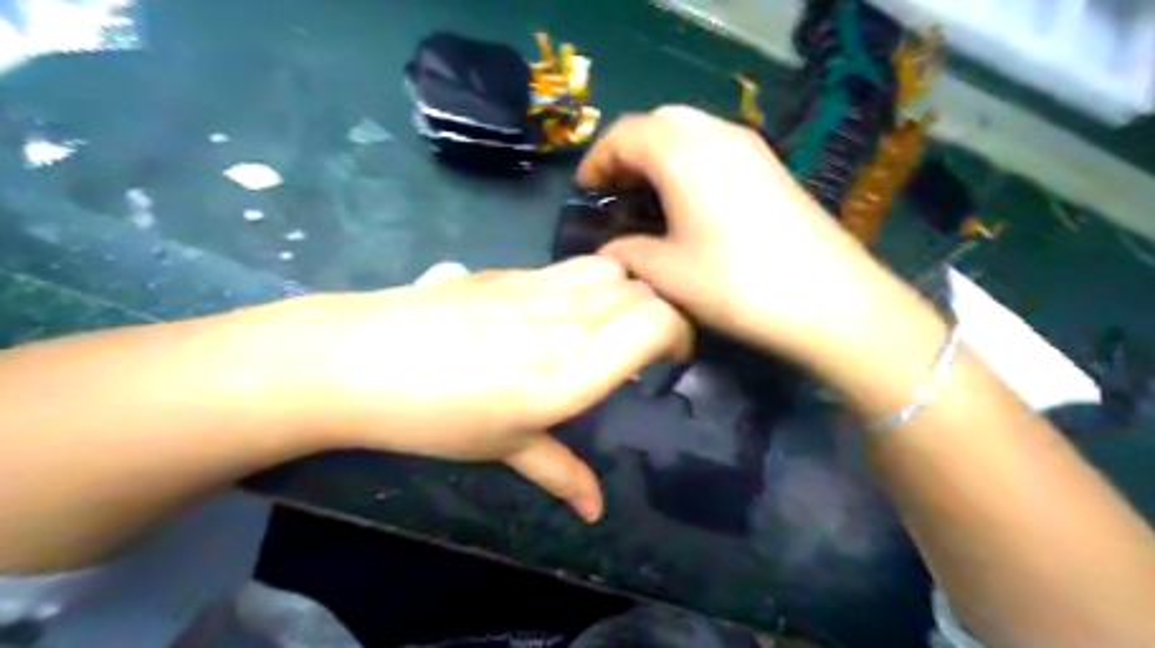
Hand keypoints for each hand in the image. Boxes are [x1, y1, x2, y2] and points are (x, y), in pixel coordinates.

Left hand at [284, 254, 689, 523]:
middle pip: (644, 291)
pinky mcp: (511, 270)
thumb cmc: (434, 417)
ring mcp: (537, 286)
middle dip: (660, 316)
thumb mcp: (504, 449)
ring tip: (609, 323)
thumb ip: (561, 473)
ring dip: (627, 293)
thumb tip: (596, 510)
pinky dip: (590, 283)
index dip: (679, 336)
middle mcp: (565, 319)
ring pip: (613, 269)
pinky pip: (572, 266)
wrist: (358, 360)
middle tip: (644, 349)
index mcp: (571, 370)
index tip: (669, 361)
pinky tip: (562, 310)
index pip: (657, 323)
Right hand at [583, 108, 916, 367]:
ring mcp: (752, 148)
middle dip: (629, 151)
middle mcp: (717, 135)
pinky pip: (717, 147)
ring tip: (647, 198)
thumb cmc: (737, 284)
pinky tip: (689, 204)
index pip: (624, 134)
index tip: (586, 193)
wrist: (830, 300)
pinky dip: (690, 162)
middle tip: (616, 191)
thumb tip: (608, 252)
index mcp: (682, 152)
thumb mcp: (668, 274)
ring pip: (690, 131)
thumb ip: (627, 254)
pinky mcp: (772, 168)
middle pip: (658, 122)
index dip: (597, 160)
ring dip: (660, 155)